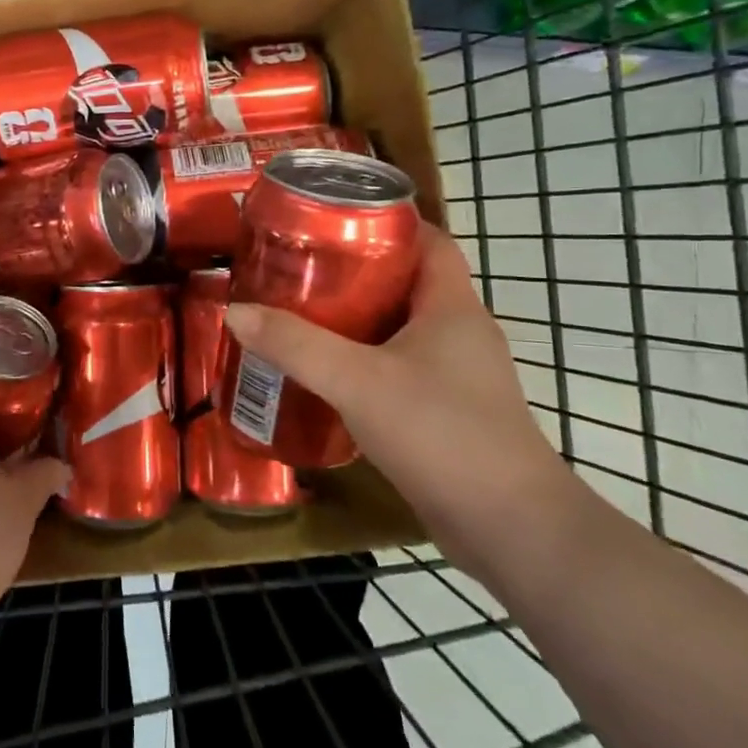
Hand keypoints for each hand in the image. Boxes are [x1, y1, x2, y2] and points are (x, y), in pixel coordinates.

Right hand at [223, 221, 580, 577]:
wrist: (510, 529)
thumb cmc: (441, 434)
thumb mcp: (357, 381)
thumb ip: (295, 345)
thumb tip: (236, 311)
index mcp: (452, 307)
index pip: (430, 241)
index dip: (387, 221)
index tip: (333, 218)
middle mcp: (460, 333)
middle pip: (407, 282)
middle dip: (355, 270)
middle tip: (300, 266)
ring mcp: (457, 376)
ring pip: (400, 328)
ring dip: (356, 319)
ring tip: (300, 313)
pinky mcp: (447, 412)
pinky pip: (399, 368)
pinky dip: (363, 361)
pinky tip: (324, 374)